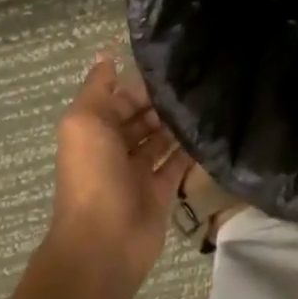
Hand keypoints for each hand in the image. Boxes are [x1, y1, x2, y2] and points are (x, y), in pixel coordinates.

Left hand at [50, 50, 189, 298]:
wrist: (105, 243)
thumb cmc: (92, 176)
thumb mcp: (84, 122)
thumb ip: (97, 88)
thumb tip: (107, 55)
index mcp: (94, 129)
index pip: (122, 96)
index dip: (144, 82)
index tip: (178, 63)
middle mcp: (115, 147)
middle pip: (143, 115)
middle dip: (164, 100)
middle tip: (201, 79)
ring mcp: (139, 170)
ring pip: (162, 137)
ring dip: (179, 121)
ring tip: (211, 98)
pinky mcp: (162, 190)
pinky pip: (178, 162)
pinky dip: (191, 148)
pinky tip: (212, 128)